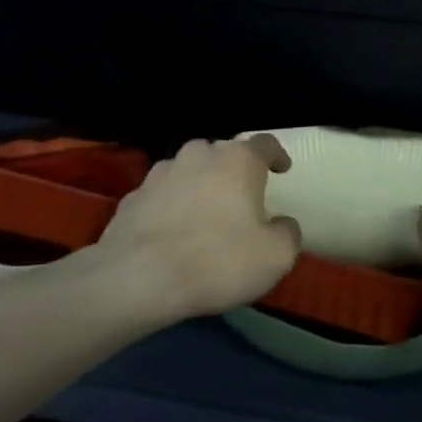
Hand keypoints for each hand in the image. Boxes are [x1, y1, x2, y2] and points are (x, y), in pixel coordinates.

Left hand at [96, 135, 301, 321]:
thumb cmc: (217, 260)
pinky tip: (172, 232)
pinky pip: (163, 195)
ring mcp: (162, 171)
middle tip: (242, 199)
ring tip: (205, 215)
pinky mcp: (134, 195)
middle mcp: (200, 154)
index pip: (264, 143)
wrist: (138, 277)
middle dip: (235, 172)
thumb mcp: (274, 257)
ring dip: (201, 186)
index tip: (282, 169)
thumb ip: (287, 234)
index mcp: (238, 160)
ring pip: (190, 170)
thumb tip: (283, 224)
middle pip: (224, 154)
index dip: (276, 155)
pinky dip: (172, 206)